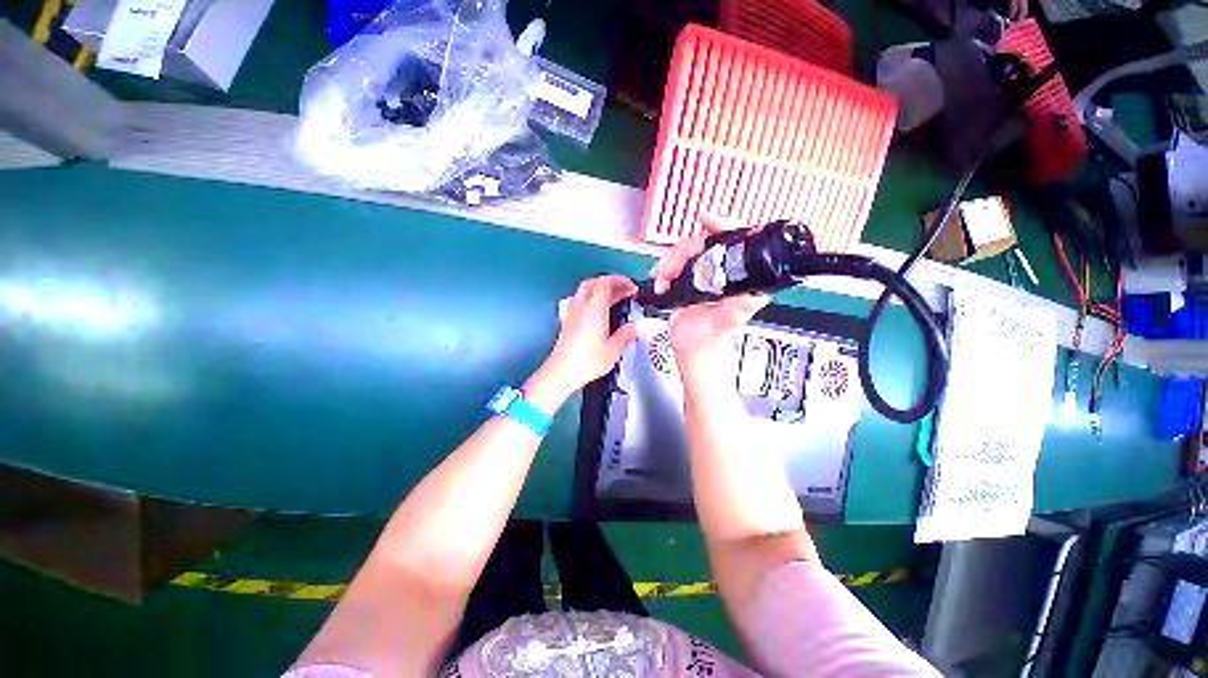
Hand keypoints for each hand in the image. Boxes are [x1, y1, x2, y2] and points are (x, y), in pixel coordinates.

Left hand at [532, 275, 637, 402]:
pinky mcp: (567, 320)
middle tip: (624, 291)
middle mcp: (581, 306)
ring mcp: (571, 312)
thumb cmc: (588, 361)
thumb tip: (635, 327)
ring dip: (600, 289)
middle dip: (611, 282)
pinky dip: (590, 298)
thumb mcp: (613, 350)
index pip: (605, 282)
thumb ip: (626, 335)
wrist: (561, 372)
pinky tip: (596, 310)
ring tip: (613, 299)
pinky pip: (579, 300)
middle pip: (594, 282)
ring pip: (585, 290)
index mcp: (594, 309)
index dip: (620, 281)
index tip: (632, 288)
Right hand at [649, 215, 768, 376]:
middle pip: (705, 243)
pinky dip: (665, 268)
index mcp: (741, 280)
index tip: (707, 220)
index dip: (724, 225)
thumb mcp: (723, 324)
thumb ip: (736, 311)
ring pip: (687, 251)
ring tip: (662, 279)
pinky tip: (661, 280)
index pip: (738, 242)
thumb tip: (751, 295)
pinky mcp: (691, 279)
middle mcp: (726, 273)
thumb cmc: (708, 339)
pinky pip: (677, 263)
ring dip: (670, 262)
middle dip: (682, 253)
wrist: (690, 347)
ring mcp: (707, 275)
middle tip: (669, 270)